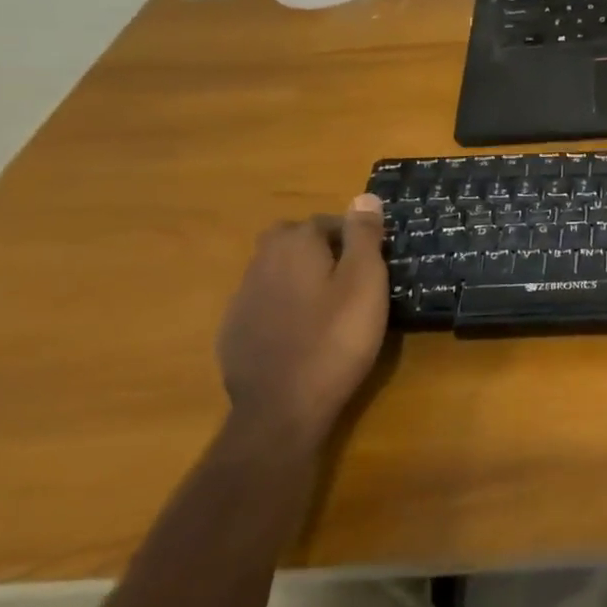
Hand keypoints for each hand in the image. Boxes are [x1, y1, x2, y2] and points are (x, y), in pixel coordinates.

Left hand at [216, 194, 389, 447]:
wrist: (282, 409)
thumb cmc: (336, 339)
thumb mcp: (365, 282)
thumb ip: (364, 236)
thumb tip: (364, 197)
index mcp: (294, 245)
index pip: (325, 221)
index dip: (352, 236)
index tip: (373, 260)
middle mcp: (260, 263)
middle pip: (291, 240)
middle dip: (318, 248)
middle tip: (349, 276)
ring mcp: (241, 299)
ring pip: (274, 271)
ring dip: (298, 277)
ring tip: (328, 305)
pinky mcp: (233, 333)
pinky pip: (262, 304)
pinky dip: (282, 307)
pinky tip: (301, 332)